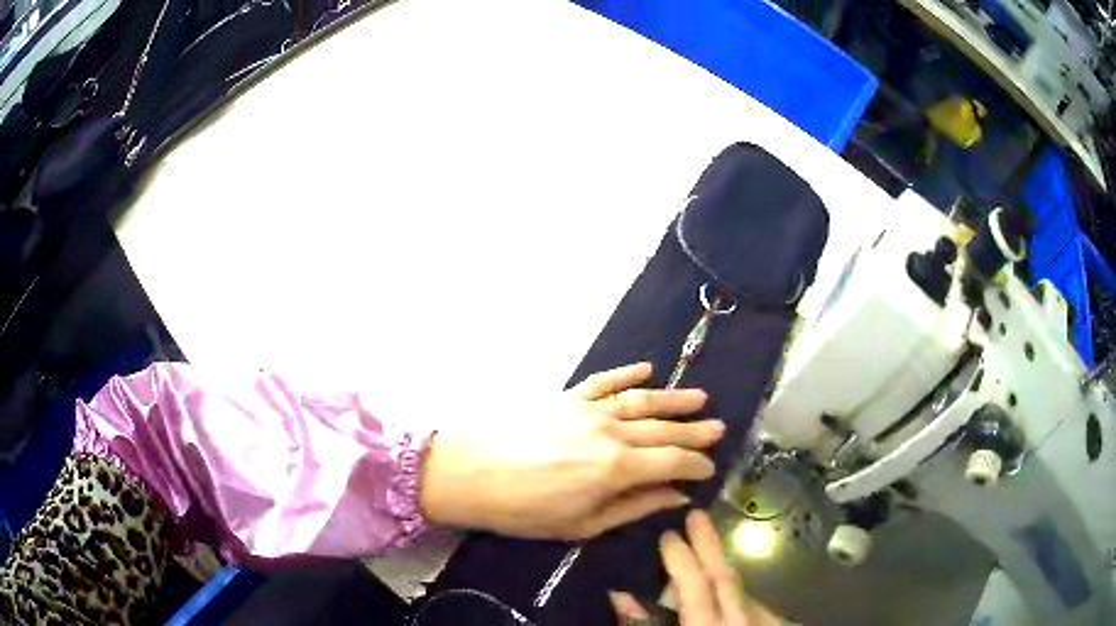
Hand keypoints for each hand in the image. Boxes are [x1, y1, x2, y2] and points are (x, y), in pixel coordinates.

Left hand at [418, 362, 723, 539]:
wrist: (466, 472)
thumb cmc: (523, 510)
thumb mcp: (582, 524)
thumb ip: (634, 507)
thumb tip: (675, 497)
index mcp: (617, 467)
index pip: (673, 461)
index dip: (696, 464)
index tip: (710, 467)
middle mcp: (611, 431)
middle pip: (663, 428)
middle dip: (694, 430)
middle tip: (718, 428)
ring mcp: (587, 408)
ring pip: (642, 400)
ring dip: (673, 399)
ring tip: (699, 398)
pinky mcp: (565, 396)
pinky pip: (604, 381)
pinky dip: (627, 374)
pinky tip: (647, 369)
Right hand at [610, 510, 782, 624]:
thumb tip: (621, 597)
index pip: (696, 588)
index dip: (682, 559)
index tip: (669, 534)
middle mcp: (739, 625)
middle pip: (726, 580)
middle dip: (709, 546)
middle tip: (696, 516)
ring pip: (743, 592)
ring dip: (723, 570)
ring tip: (706, 550)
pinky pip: (754, 609)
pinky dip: (738, 596)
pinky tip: (730, 594)